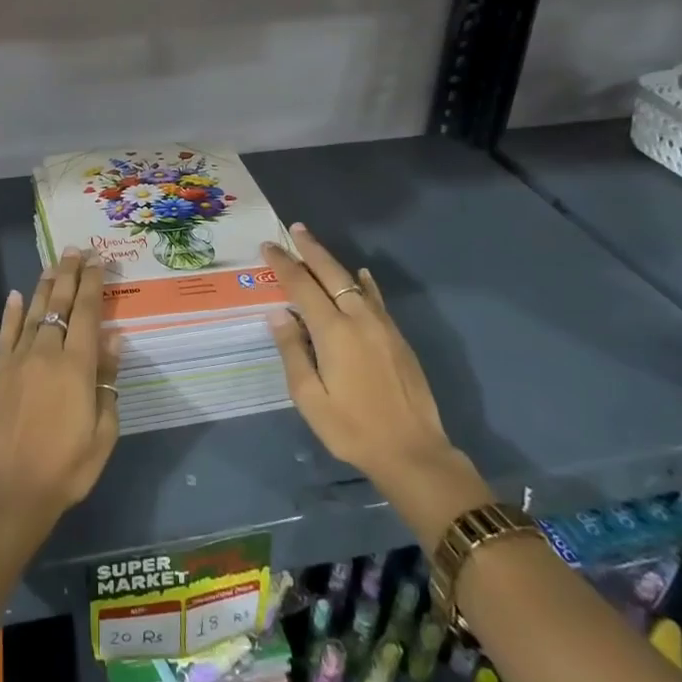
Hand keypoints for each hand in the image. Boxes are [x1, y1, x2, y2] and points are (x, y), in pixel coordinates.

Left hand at [0, 249, 121, 526]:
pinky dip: (11, 312)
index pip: (88, 313)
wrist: (8, 492)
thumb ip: (108, 383)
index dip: (94, 284)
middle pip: (60, 304)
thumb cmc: (66, 468)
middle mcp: (47, 353)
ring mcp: (17, 360)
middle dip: (70, 274)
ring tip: (54, 264)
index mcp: (77, 366)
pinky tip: (15, 295)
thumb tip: (113, 341)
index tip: (99, 261)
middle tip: (75, 250)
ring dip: (45, 285)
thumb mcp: (103, 432)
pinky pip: (5, 334)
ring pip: (33, 312)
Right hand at [265, 225, 489, 541]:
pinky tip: (362, 276)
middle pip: (331, 274)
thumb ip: (292, 351)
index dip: (283, 264)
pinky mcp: (397, 338)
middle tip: (294, 229)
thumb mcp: (309, 398)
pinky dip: (365, 283)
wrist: (413, 452)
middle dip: (310, 250)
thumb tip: (279, 314)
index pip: (302, 286)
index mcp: (333, 332)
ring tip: (316, 246)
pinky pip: (376, 299)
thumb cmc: (352, 429)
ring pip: (354, 282)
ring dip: (333, 262)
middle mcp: (359, 319)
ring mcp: (382, 326)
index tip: (268, 246)